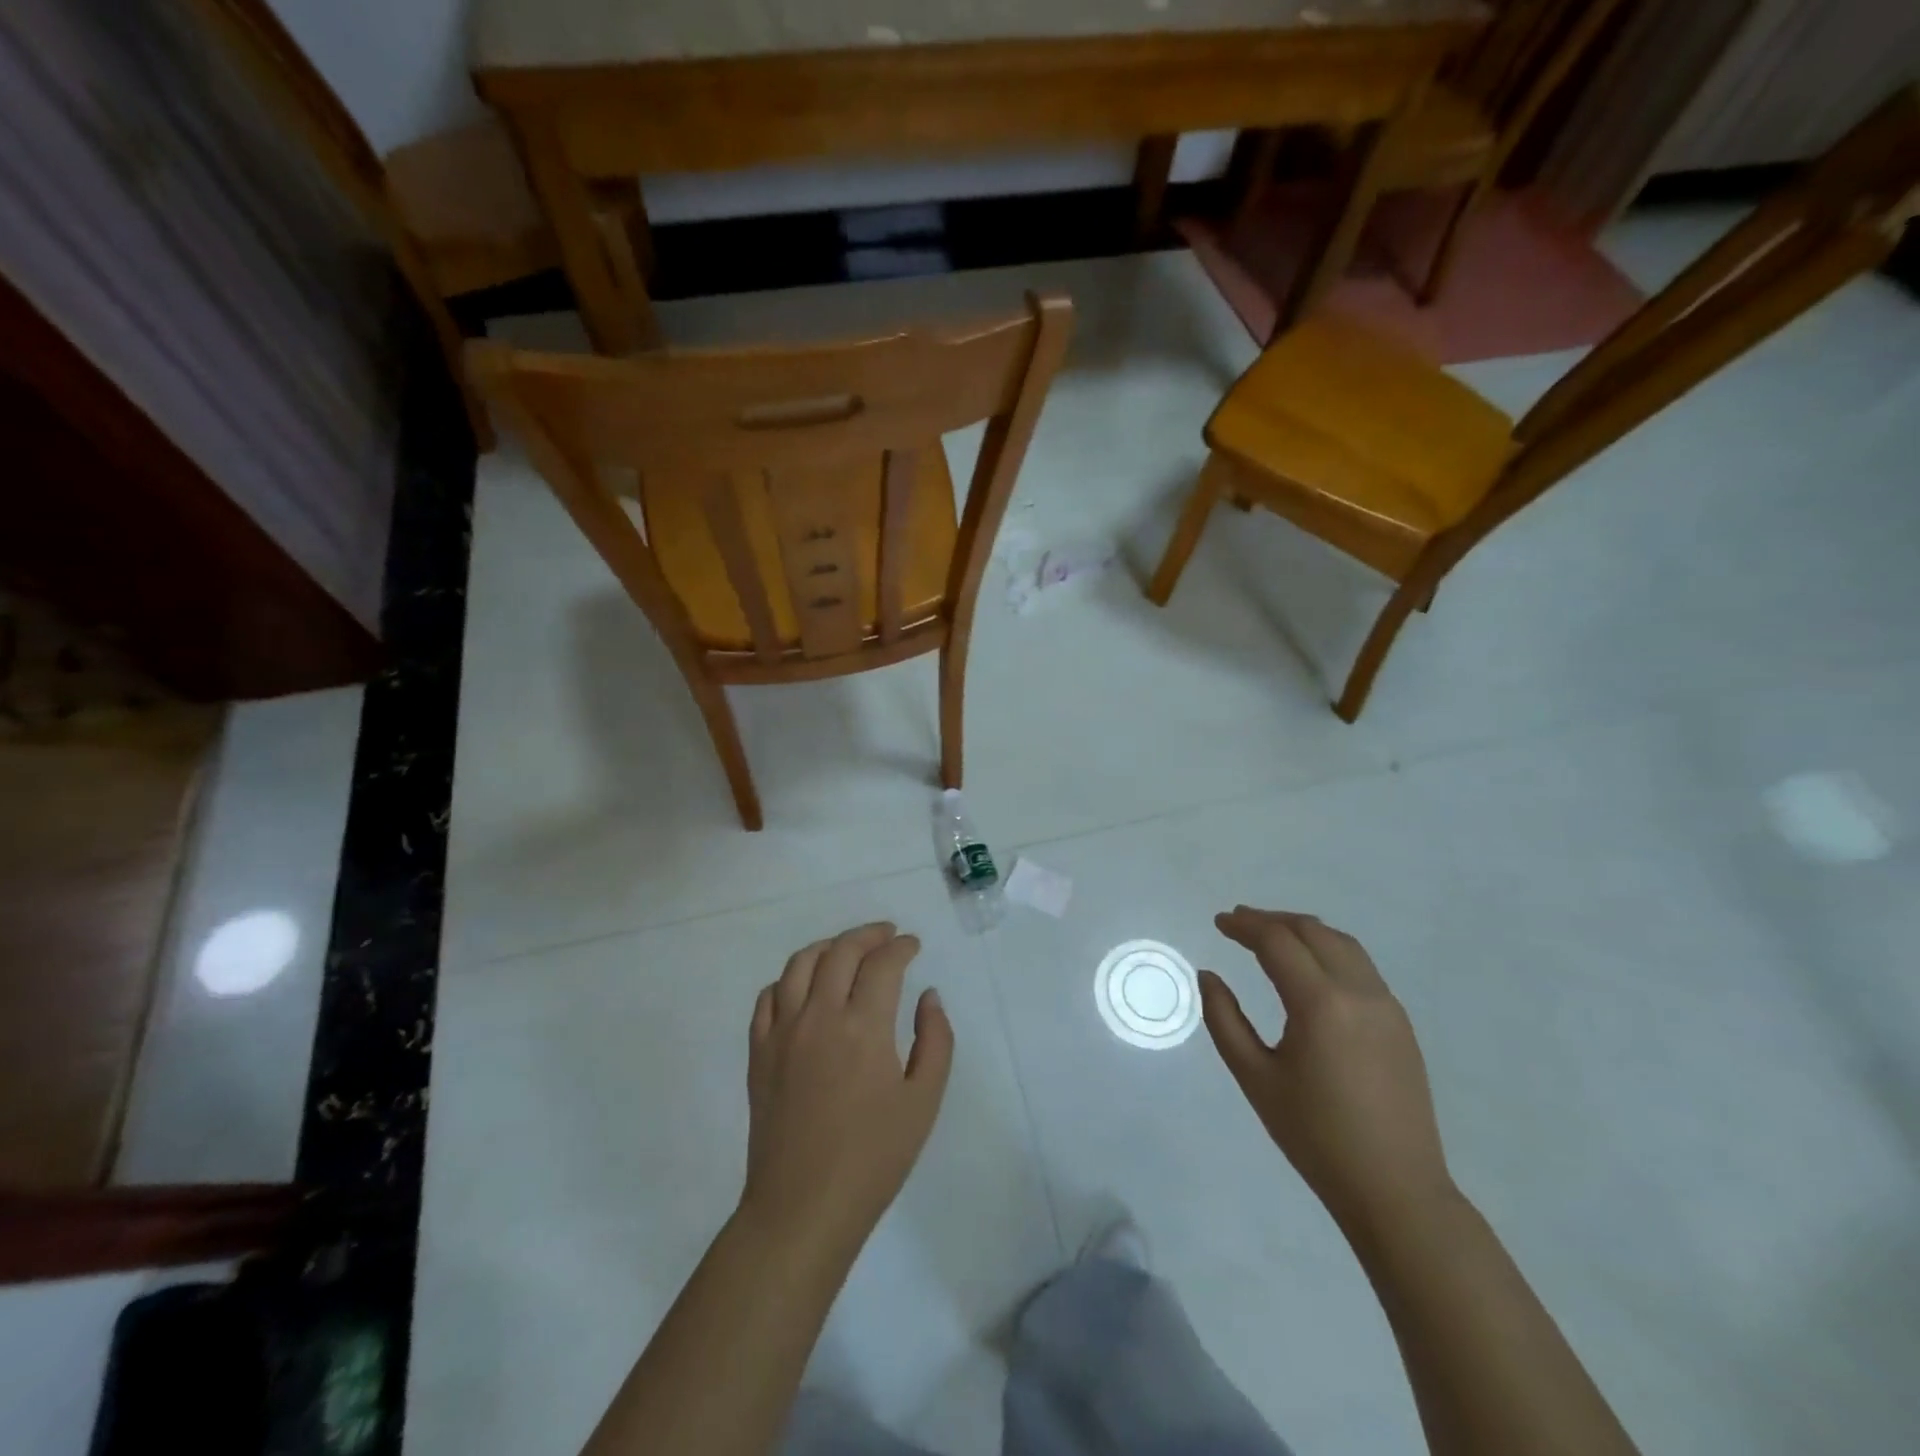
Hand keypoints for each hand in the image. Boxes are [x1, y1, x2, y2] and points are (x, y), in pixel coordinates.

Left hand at [741, 922, 953, 1260]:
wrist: (802, 1208)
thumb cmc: (873, 1159)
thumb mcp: (924, 1101)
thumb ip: (935, 1040)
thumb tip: (928, 997)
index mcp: (863, 1026)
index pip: (883, 963)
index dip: (901, 946)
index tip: (913, 945)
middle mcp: (819, 1016)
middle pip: (841, 951)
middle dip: (868, 935)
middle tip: (887, 935)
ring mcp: (782, 1032)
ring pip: (800, 964)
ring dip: (828, 947)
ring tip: (847, 950)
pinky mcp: (758, 1052)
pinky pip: (768, 997)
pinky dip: (789, 979)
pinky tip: (804, 987)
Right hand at [1200, 908, 1454, 1233]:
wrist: (1396, 1190)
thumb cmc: (1315, 1137)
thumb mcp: (1255, 1078)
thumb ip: (1224, 1019)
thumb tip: (1209, 976)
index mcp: (1320, 1004)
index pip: (1277, 942)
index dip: (1244, 926)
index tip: (1219, 922)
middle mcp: (1359, 992)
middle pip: (1312, 932)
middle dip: (1272, 921)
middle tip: (1238, 923)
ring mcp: (1386, 1006)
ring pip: (1342, 943)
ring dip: (1303, 931)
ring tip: (1271, 936)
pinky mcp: (1400, 1023)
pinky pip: (1361, 966)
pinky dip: (1328, 951)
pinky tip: (1309, 968)